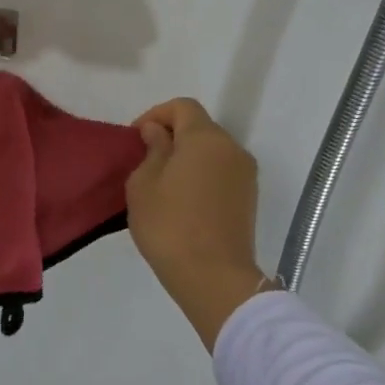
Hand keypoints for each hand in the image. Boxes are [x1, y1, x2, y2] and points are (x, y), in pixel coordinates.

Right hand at [127, 97, 268, 348]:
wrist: (213, 278)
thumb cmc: (170, 225)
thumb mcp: (143, 184)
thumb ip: (152, 149)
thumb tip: (158, 133)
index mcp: (205, 138)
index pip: (182, 107)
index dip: (155, 114)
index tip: (136, 139)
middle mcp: (232, 149)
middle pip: (199, 127)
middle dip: (171, 137)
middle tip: (144, 161)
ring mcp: (245, 175)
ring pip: (211, 152)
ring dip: (186, 158)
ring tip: (161, 185)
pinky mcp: (248, 199)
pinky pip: (220, 173)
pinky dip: (200, 176)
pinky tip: (181, 202)